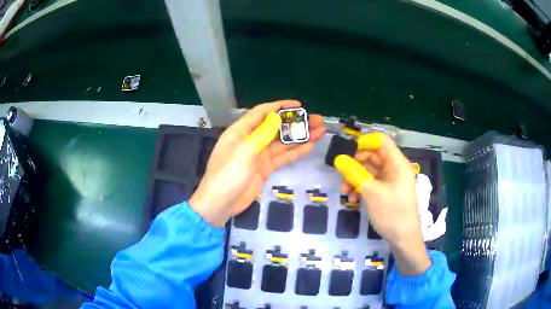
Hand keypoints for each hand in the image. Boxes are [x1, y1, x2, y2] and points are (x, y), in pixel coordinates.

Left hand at [190, 100, 324, 226]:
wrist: (220, 204)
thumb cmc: (227, 175)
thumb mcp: (243, 152)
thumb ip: (261, 134)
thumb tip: (276, 117)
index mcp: (240, 131)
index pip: (262, 113)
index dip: (280, 106)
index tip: (299, 105)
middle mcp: (251, 140)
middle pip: (276, 127)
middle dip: (295, 123)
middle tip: (317, 120)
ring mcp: (258, 155)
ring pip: (282, 143)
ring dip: (299, 137)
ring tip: (319, 132)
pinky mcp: (264, 169)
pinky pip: (282, 158)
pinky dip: (295, 152)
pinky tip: (309, 147)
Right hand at [336, 133, 430, 275]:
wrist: (403, 239)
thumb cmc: (392, 213)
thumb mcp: (371, 192)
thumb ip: (355, 173)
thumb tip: (339, 159)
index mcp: (397, 164)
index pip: (381, 141)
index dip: (364, 142)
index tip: (347, 152)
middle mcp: (395, 169)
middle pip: (374, 156)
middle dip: (356, 163)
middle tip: (341, 173)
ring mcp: (391, 181)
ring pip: (370, 171)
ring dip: (356, 178)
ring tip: (345, 190)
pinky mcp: (387, 192)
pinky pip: (372, 183)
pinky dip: (362, 188)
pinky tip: (353, 198)